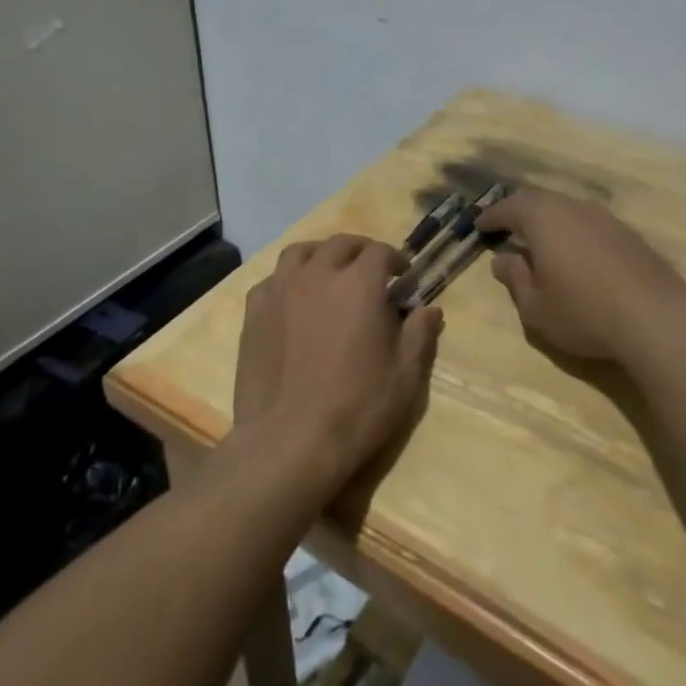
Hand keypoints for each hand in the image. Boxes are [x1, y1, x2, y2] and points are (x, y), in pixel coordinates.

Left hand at [231, 235, 441, 498]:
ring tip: (328, 272)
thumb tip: (430, 310)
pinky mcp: (254, 312)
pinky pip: (272, 279)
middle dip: (360, 251)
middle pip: (340, 244)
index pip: (380, 252)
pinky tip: (293, 299)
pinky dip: (288, 280)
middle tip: (370, 270)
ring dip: (320, 255)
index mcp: (359, 283)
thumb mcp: (405, 375)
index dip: (395, 259)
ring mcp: (281, 290)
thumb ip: (420, 334)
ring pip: (300, 252)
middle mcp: (318, 274)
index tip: (403, 275)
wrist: (289, 441)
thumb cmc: (357, 407)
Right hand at [478, 188, 685, 364]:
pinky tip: (578, 253)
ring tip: (541, 239)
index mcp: (544, 218)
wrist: (656, 320)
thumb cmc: (584, 313)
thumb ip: (515, 279)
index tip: (480, 225)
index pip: (510, 208)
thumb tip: (503, 259)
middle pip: (540, 201)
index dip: (492, 216)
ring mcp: (607, 218)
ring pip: (569, 209)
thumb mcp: (536, 307)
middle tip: (507, 225)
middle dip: (520, 211)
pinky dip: (576, 232)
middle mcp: (574, 208)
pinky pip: (592, 224)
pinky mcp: (631, 235)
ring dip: (550, 220)